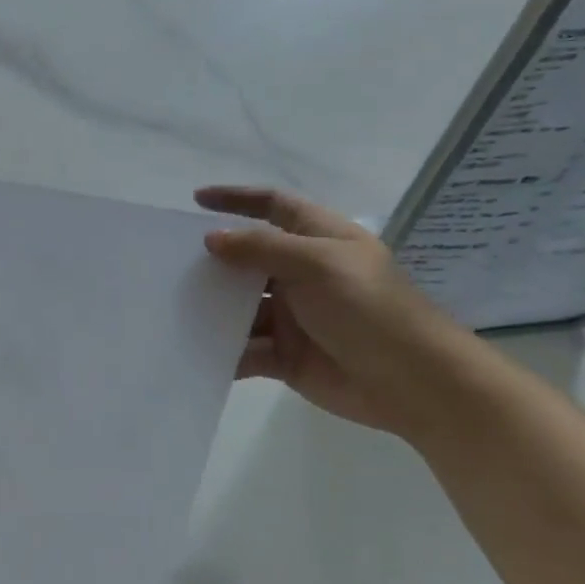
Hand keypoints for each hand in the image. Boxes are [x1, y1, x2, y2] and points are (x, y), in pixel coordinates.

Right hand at [197, 186, 479, 437]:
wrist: (416, 384)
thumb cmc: (370, 309)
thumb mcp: (318, 265)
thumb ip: (262, 249)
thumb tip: (212, 239)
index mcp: (318, 240)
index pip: (273, 206)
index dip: (237, 199)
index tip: (196, 200)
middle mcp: (302, 274)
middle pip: (248, 259)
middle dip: (213, 261)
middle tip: (168, 264)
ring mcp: (293, 317)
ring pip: (241, 307)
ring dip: (213, 308)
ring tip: (170, 309)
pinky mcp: (286, 356)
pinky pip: (245, 349)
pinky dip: (223, 351)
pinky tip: (193, 351)